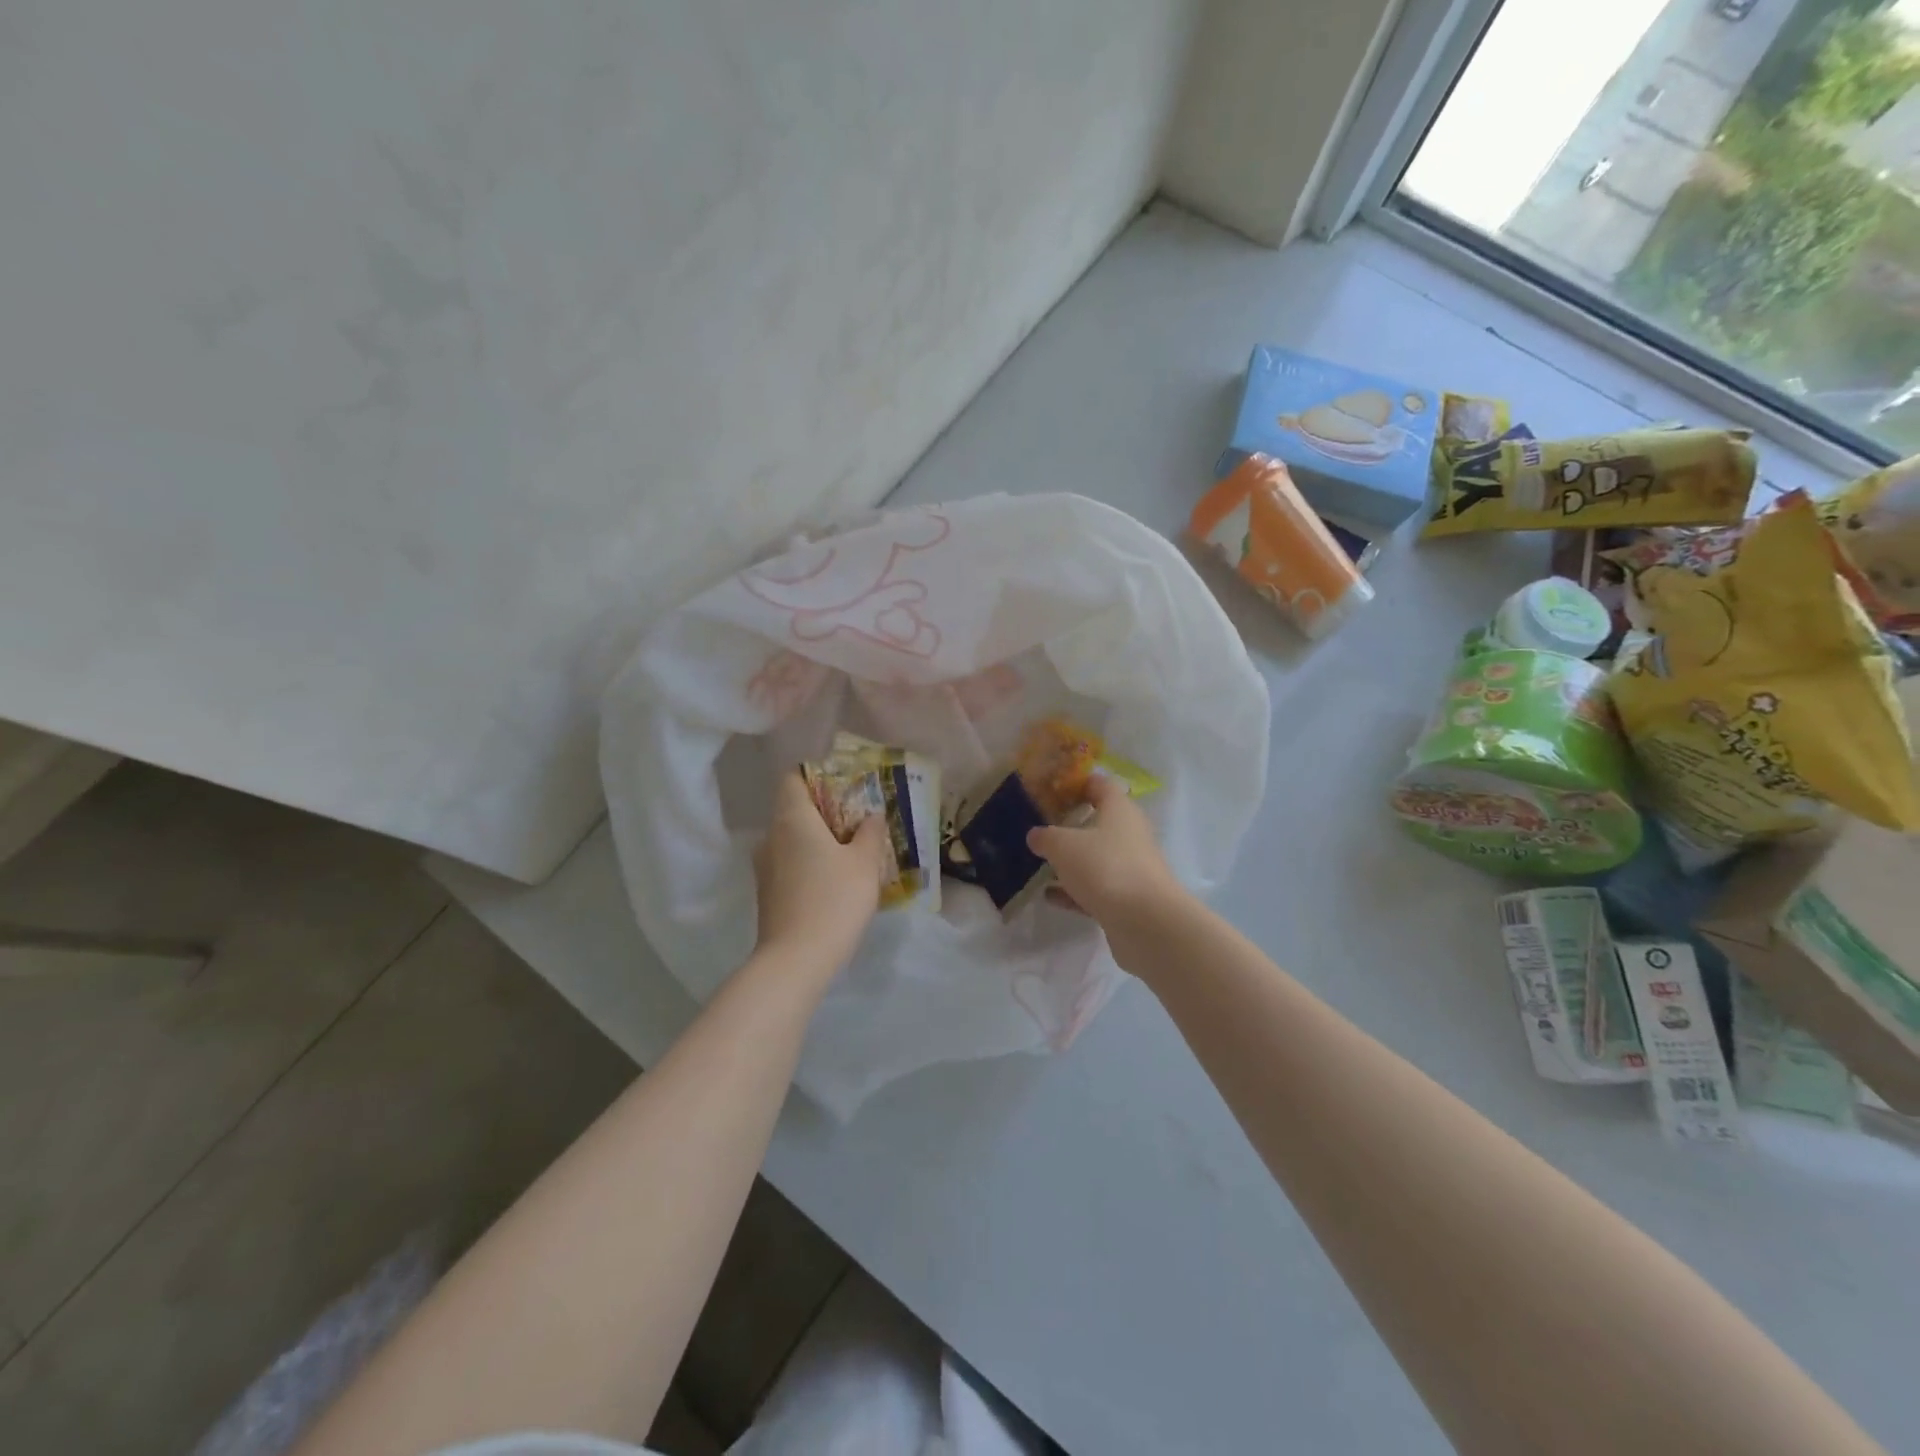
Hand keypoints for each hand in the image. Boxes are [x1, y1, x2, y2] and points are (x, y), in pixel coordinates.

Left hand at [753, 770, 889, 971]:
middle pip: (793, 810)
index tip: (844, 788)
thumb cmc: (834, 900)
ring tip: (850, 854)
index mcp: (792, 819)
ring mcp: (764, 867)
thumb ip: (870, 833)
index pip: (793, 779)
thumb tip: (872, 815)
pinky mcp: (766, 893)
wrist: (795, 960)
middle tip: (857, 823)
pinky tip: (834, 881)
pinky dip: (809, 864)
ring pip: (791, 840)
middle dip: (824, 812)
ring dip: (817, 841)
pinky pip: (789, 864)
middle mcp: (771, 837)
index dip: (816, 776)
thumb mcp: (865, 863)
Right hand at [1026, 775, 1187, 943]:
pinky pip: (1095, 887)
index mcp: (1119, 809)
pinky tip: (1049, 896)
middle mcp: (1128, 834)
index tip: (1050, 790)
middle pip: (1097, 822)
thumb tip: (1036, 835)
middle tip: (1039, 828)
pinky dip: (1074, 890)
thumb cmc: (1105, 867)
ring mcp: (1130, 867)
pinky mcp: (1126, 897)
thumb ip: (1046, 837)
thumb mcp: (1063, 846)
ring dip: (1070, 861)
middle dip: (1069, 825)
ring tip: (1038, 864)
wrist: (1145, 922)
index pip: (1099, 784)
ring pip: (1095, 857)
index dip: (1075, 784)